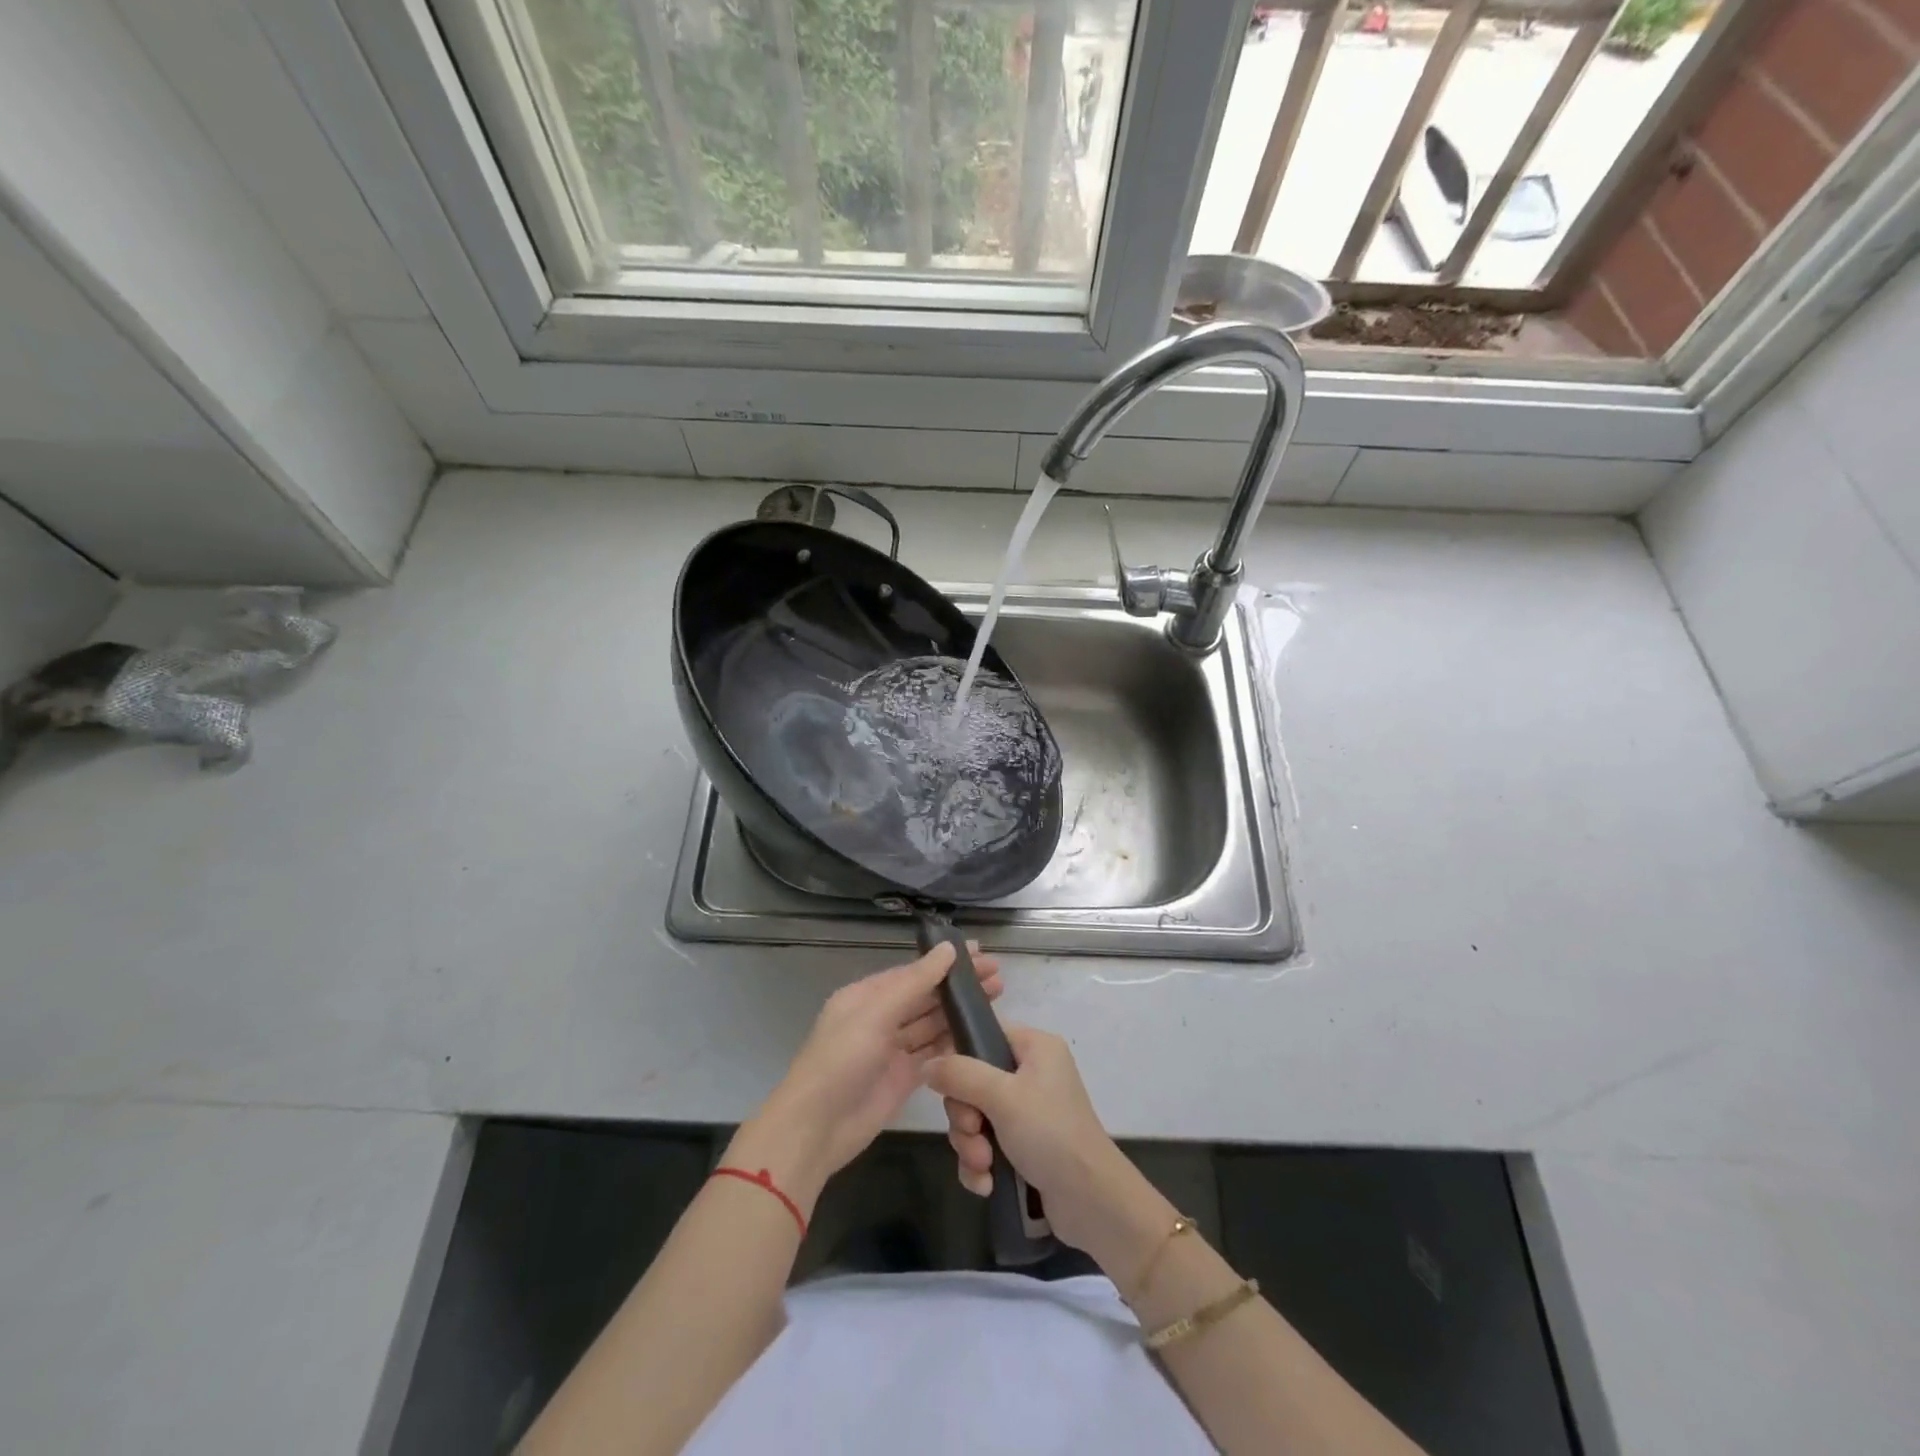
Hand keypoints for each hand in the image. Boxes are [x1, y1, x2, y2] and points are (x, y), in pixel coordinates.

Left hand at [738, 942, 1002, 1210]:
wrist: (816, 1129)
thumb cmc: (841, 1061)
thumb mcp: (875, 1014)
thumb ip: (915, 982)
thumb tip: (948, 948)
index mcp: (866, 996)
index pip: (913, 972)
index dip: (946, 962)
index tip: (981, 954)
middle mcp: (880, 1018)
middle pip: (926, 996)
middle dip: (958, 986)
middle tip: (998, 976)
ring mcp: (892, 1049)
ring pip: (932, 1024)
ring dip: (960, 1012)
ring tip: (997, 998)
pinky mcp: (904, 1078)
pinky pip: (933, 1053)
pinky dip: (954, 1043)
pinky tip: (979, 1034)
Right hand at [924, 1025, 1151, 1263]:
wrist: (1091, 1201)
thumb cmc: (1049, 1133)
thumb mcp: (1001, 1097)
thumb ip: (959, 1075)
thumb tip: (926, 1064)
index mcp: (1034, 1047)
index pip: (984, 1035)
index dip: (961, 1061)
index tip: (953, 1088)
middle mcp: (1032, 1073)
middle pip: (973, 1082)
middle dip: (965, 1117)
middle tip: (974, 1134)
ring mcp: (1028, 1111)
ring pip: (976, 1117)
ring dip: (971, 1145)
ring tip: (984, 1166)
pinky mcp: (1025, 1146)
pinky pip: (986, 1144)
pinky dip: (981, 1164)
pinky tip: (986, 1184)